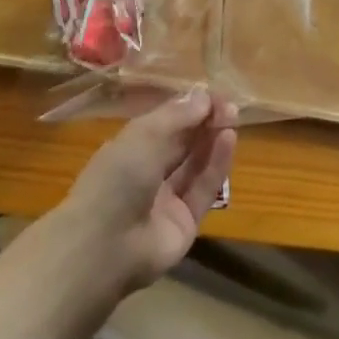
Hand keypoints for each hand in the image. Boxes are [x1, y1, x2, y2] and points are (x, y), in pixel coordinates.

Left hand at [56, 89, 236, 297]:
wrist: (106, 245)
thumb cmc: (117, 177)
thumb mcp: (144, 135)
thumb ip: (177, 116)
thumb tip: (204, 95)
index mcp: (130, 148)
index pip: (164, 124)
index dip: (188, 108)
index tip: (213, 93)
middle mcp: (149, 171)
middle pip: (182, 143)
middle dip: (204, 122)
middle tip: (229, 103)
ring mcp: (167, 199)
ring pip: (195, 164)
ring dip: (213, 140)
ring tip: (233, 116)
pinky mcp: (186, 222)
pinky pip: (204, 188)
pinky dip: (217, 164)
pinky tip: (229, 139)